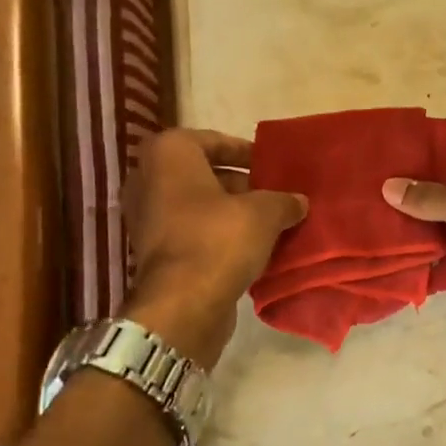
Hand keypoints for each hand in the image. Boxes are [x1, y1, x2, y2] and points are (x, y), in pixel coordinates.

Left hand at [123, 130, 307, 366]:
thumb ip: (283, 200)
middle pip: (203, 173)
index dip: (244, 151)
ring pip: (198, 205)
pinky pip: (192, 232)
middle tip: (273, 194)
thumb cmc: (219, 240)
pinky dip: (217, 236)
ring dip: (231, 212)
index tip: (270, 165)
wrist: (183, 305)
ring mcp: (147, 218)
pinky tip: (251, 248)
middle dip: (240, 184)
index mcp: (168, 155)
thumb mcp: (264, 213)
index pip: (212, 140)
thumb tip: (298, 201)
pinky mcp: (154, 252)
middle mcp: (149, 180)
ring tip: (269, 223)